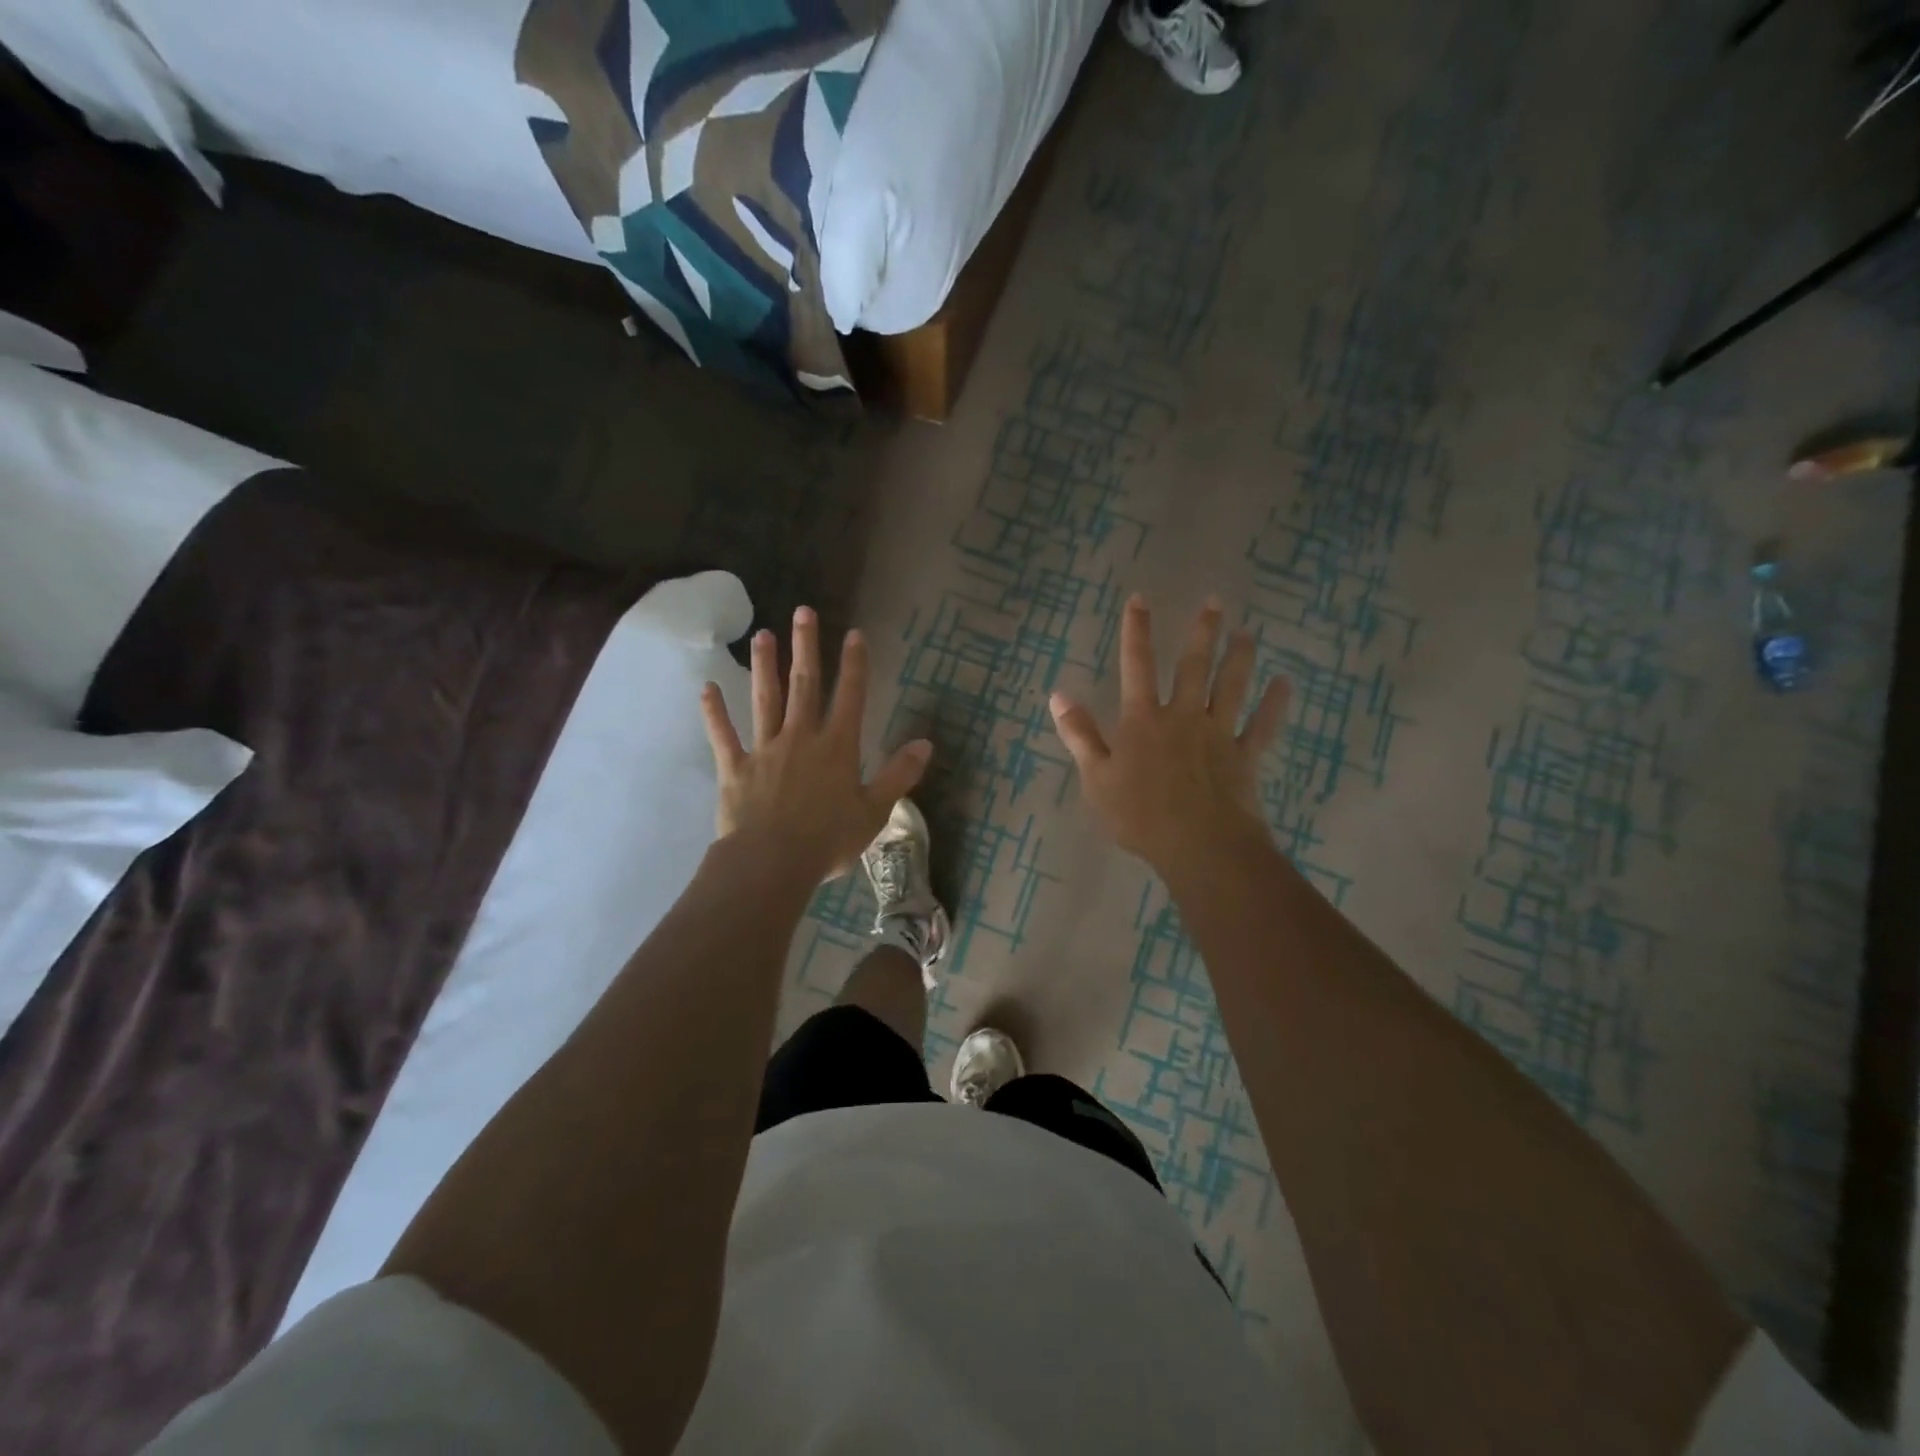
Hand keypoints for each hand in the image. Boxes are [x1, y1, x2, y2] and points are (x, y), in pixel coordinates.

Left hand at [700, 606, 931, 882]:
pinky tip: (707, 688)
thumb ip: (900, 775)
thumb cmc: (829, 839)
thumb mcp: (875, 811)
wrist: (772, 863)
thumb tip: (926, 744)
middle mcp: (801, 737)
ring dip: (764, 667)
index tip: (854, 634)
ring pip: (765, 700)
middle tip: (802, 612)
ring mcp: (764, 749)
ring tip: (762, 636)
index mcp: (837, 747)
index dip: (854, 664)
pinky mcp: (735, 768)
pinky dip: (715, 712)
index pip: (850, 696)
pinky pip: (723, 735)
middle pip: (804, 685)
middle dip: (805, 647)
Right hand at [1049, 595, 1286, 872]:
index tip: (1140, 598)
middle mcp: (1182, 717)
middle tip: (1214, 602)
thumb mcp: (1096, 778)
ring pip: (1230, 687)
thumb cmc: (1140, 815)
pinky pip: (1262, 725)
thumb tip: (1059, 695)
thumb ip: (1080, 735)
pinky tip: (1284, 683)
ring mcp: (1217, 734)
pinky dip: (1274, 704)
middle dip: (1202, 632)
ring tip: (1247, 632)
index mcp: (1143, 720)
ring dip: (1239, 657)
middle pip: (1193, 666)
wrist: (1199, 845)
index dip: (1137, 631)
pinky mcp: (1244, 756)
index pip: (1136, 666)